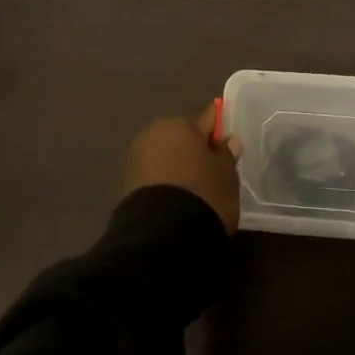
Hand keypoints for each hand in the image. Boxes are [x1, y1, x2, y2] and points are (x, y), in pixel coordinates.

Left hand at [123, 106, 239, 233]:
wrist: (161, 235)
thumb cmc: (202, 193)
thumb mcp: (225, 174)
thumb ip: (226, 154)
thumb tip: (228, 140)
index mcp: (179, 124)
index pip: (205, 119)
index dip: (218, 129)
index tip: (228, 140)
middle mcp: (153, 134)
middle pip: (181, 138)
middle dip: (195, 149)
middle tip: (213, 170)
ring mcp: (136, 160)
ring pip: (166, 158)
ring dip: (178, 167)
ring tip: (196, 190)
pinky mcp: (126, 186)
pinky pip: (154, 178)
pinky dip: (166, 184)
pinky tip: (178, 200)